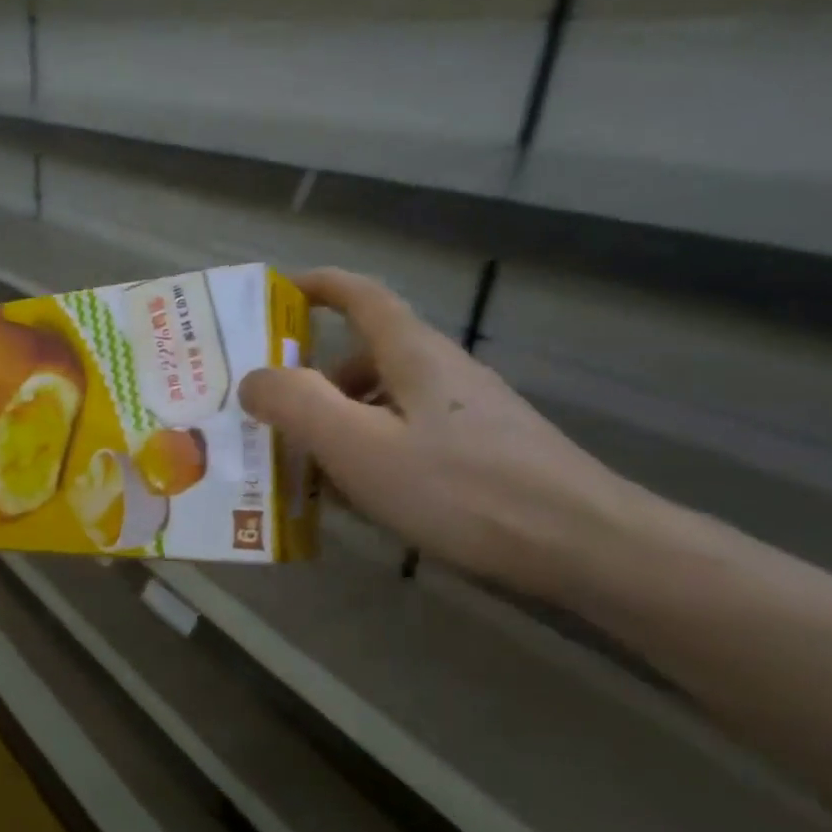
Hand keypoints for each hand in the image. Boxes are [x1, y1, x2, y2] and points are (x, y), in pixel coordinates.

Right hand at [238, 269, 635, 594]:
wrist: (581, 545)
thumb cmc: (459, 488)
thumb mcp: (358, 445)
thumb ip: (295, 405)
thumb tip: (251, 380)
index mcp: (413, 355)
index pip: (362, 297)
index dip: (318, 286)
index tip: (277, 293)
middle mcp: (441, 373)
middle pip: (365, 357)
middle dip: (312, 379)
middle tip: (268, 412)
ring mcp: (465, 414)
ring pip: (383, 402)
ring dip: (337, 422)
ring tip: (302, 467)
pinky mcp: (480, 453)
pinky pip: (404, 437)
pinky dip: (368, 452)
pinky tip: (356, 498)